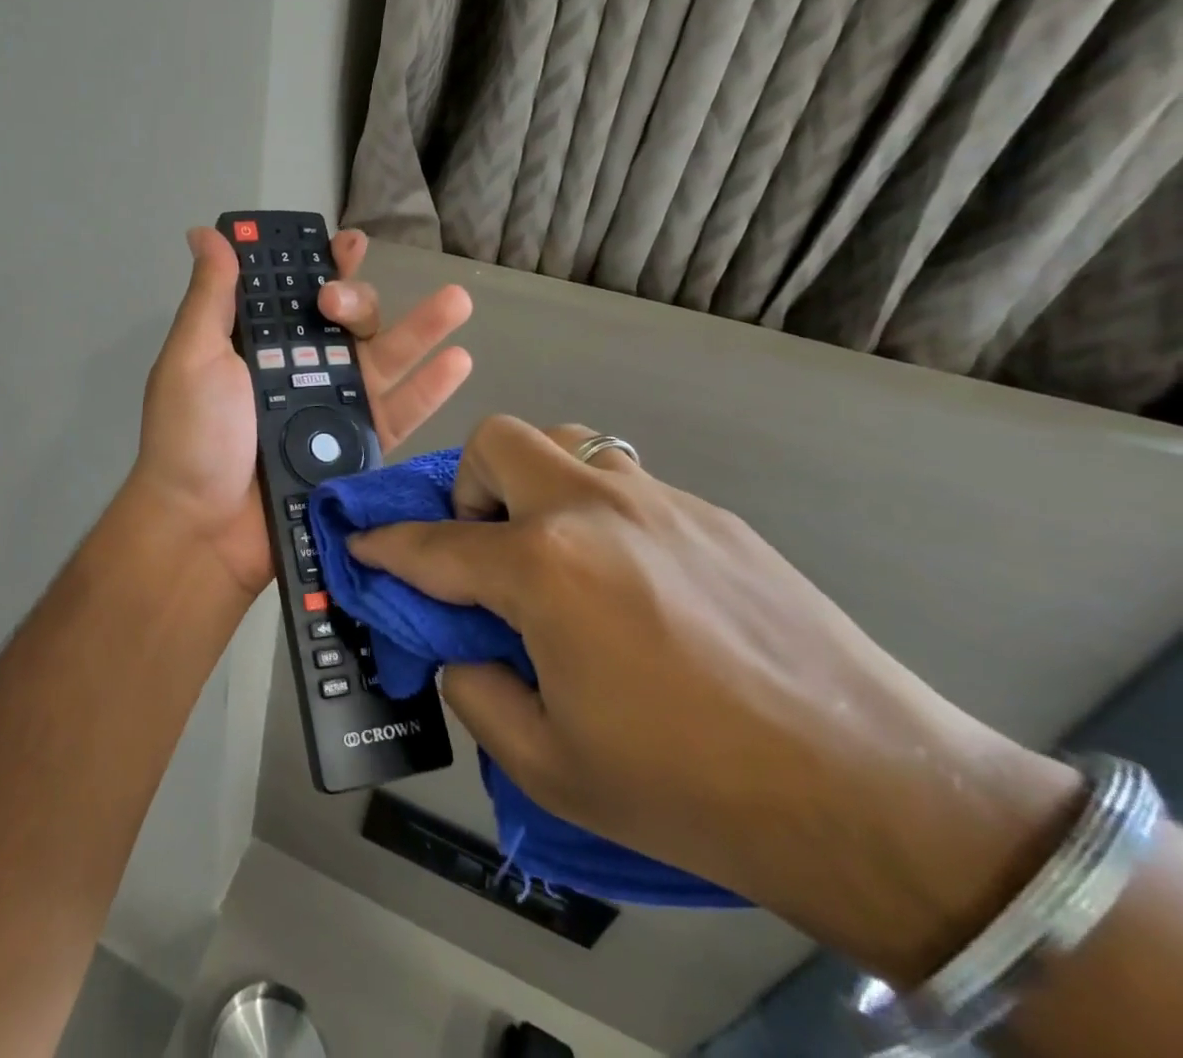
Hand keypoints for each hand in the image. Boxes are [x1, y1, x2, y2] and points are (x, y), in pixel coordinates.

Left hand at [126, 225, 472, 598]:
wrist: (206, 530)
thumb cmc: (193, 437)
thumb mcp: (192, 357)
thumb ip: (211, 296)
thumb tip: (205, 232)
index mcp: (258, 346)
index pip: (297, 294)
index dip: (322, 265)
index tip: (346, 242)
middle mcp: (299, 371)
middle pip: (346, 323)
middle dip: (356, 300)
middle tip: (340, 303)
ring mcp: (332, 409)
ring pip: (383, 359)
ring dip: (421, 327)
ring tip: (457, 300)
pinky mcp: (357, 448)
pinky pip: (399, 412)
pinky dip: (430, 387)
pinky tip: (459, 360)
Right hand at [351, 415, 1082, 984]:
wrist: (879, 799)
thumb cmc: (694, 790)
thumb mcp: (550, 766)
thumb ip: (477, 692)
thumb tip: (464, 650)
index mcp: (543, 568)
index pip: (434, 544)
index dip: (385, 545)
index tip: (361, 543)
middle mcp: (592, 510)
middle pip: (497, 442)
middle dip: (466, 485)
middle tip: (485, 547)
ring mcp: (658, 501)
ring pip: (566, 442)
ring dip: (534, 483)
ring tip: (552, 552)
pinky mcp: (711, 515)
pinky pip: (624, 480)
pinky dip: (595, 510)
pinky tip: (629, 580)